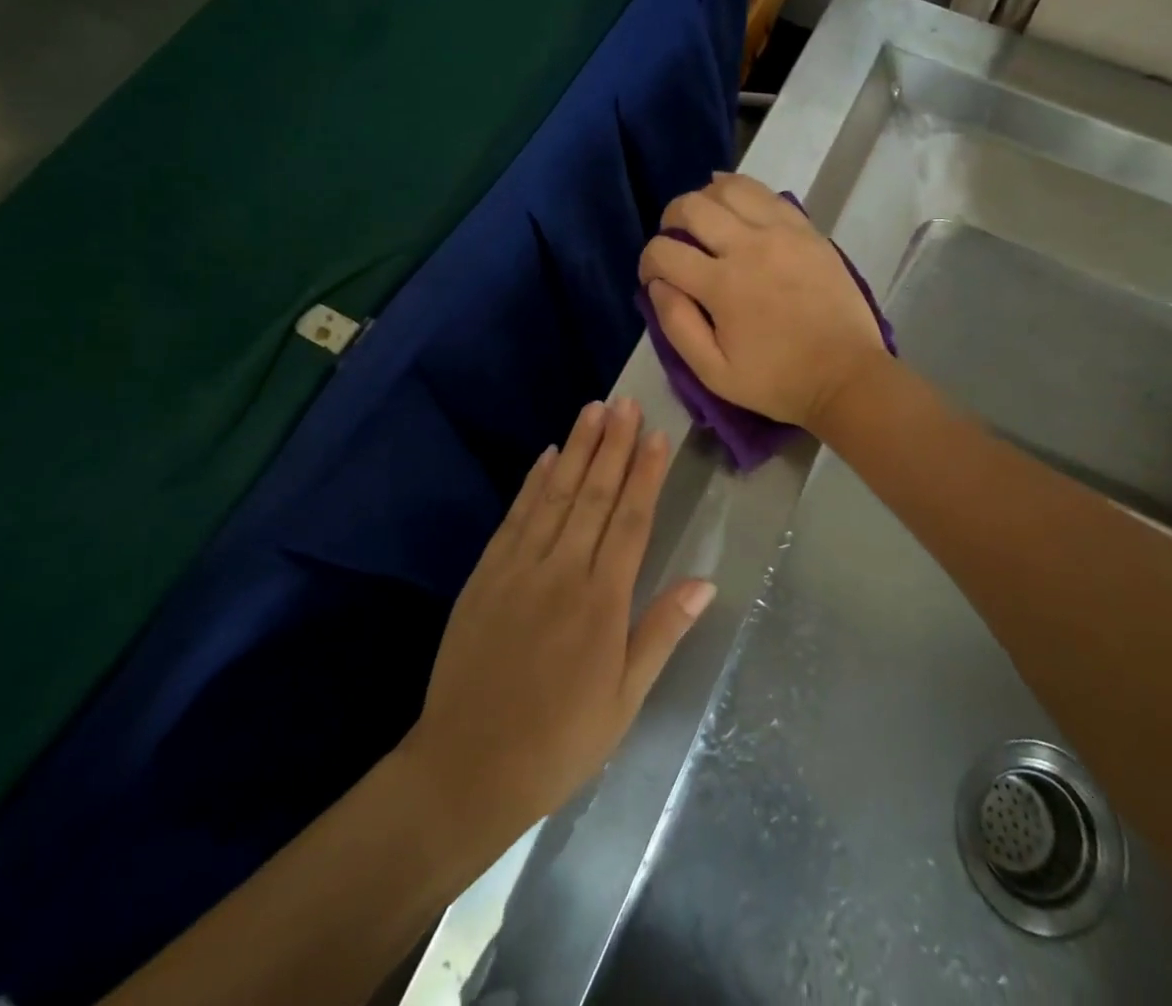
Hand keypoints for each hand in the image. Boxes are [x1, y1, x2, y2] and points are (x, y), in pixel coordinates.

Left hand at [399, 398, 713, 845]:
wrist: (466, 768)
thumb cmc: (559, 741)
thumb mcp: (624, 700)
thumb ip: (661, 632)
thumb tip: (705, 581)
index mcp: (602, 602)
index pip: (631, 521)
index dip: (645, 475)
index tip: (656, 435)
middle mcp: (562, 571)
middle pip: (594, 495)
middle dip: (612, 445)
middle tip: (625, 402)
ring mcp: (519, 568)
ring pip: (556, 495)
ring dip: (576, 450)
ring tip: (593, 410)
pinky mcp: (487, 574)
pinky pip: (516, 517)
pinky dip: (533, 483)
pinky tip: (547, 456)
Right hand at [637, 173, 887, 430]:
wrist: (846, 376)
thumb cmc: (777, 381)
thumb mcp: (714, 373)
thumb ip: (677, 325)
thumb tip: (657, 285)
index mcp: (723, 285)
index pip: (664, 250)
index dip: (648, 262)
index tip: (654, 278)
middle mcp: (749, 246)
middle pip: (692, 206)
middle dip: (670, 220)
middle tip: (675, 242)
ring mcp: (783, 232)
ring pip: (730, 187)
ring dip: (706, 199)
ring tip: (705, 222)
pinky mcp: (808, 230)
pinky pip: (767, 194)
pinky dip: (743, 194)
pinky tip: (736, 209)